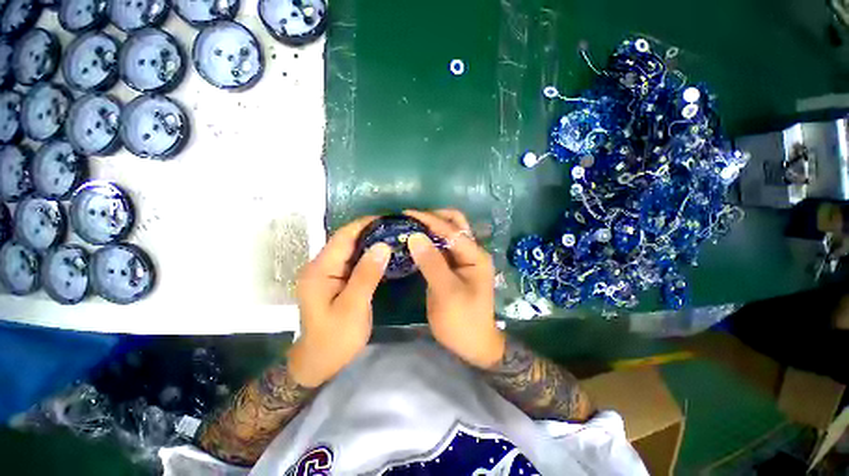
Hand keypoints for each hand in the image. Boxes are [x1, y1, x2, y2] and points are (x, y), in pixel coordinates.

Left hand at [288, 217, 390, 387]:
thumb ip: (366, 275)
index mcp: (319, 270)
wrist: (319, 363)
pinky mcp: (335, 280)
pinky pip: (352, 261)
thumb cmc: (335, 339)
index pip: (343, 237)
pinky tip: (383, 254)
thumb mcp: (353, 307)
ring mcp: (327, 273)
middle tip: (396, 227)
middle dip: (370, 230)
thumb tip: (382, 246)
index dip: (364, 224)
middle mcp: (320, 267)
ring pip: (350, 249)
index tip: (388, 218)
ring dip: (370, 241)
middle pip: (346, 240)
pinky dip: (368, 254)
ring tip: (393, 236)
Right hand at [404, 209, 505, 368]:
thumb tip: (415, 236)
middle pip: (454, 224)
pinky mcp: (453, 267)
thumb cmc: (462, 321)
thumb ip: (432, 263)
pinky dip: (428, 242)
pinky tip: (415, 243)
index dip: (429, 220)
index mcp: (475, 255)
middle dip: (433, 218)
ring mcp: (462, 259)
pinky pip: (441, 247)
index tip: (406, 214)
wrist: (472, 344)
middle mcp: (471, 252)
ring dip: (430, 228)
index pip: (451, 229)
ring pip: (447, 234)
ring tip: (409, 227)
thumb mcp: (447, 292)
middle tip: (410, 220)